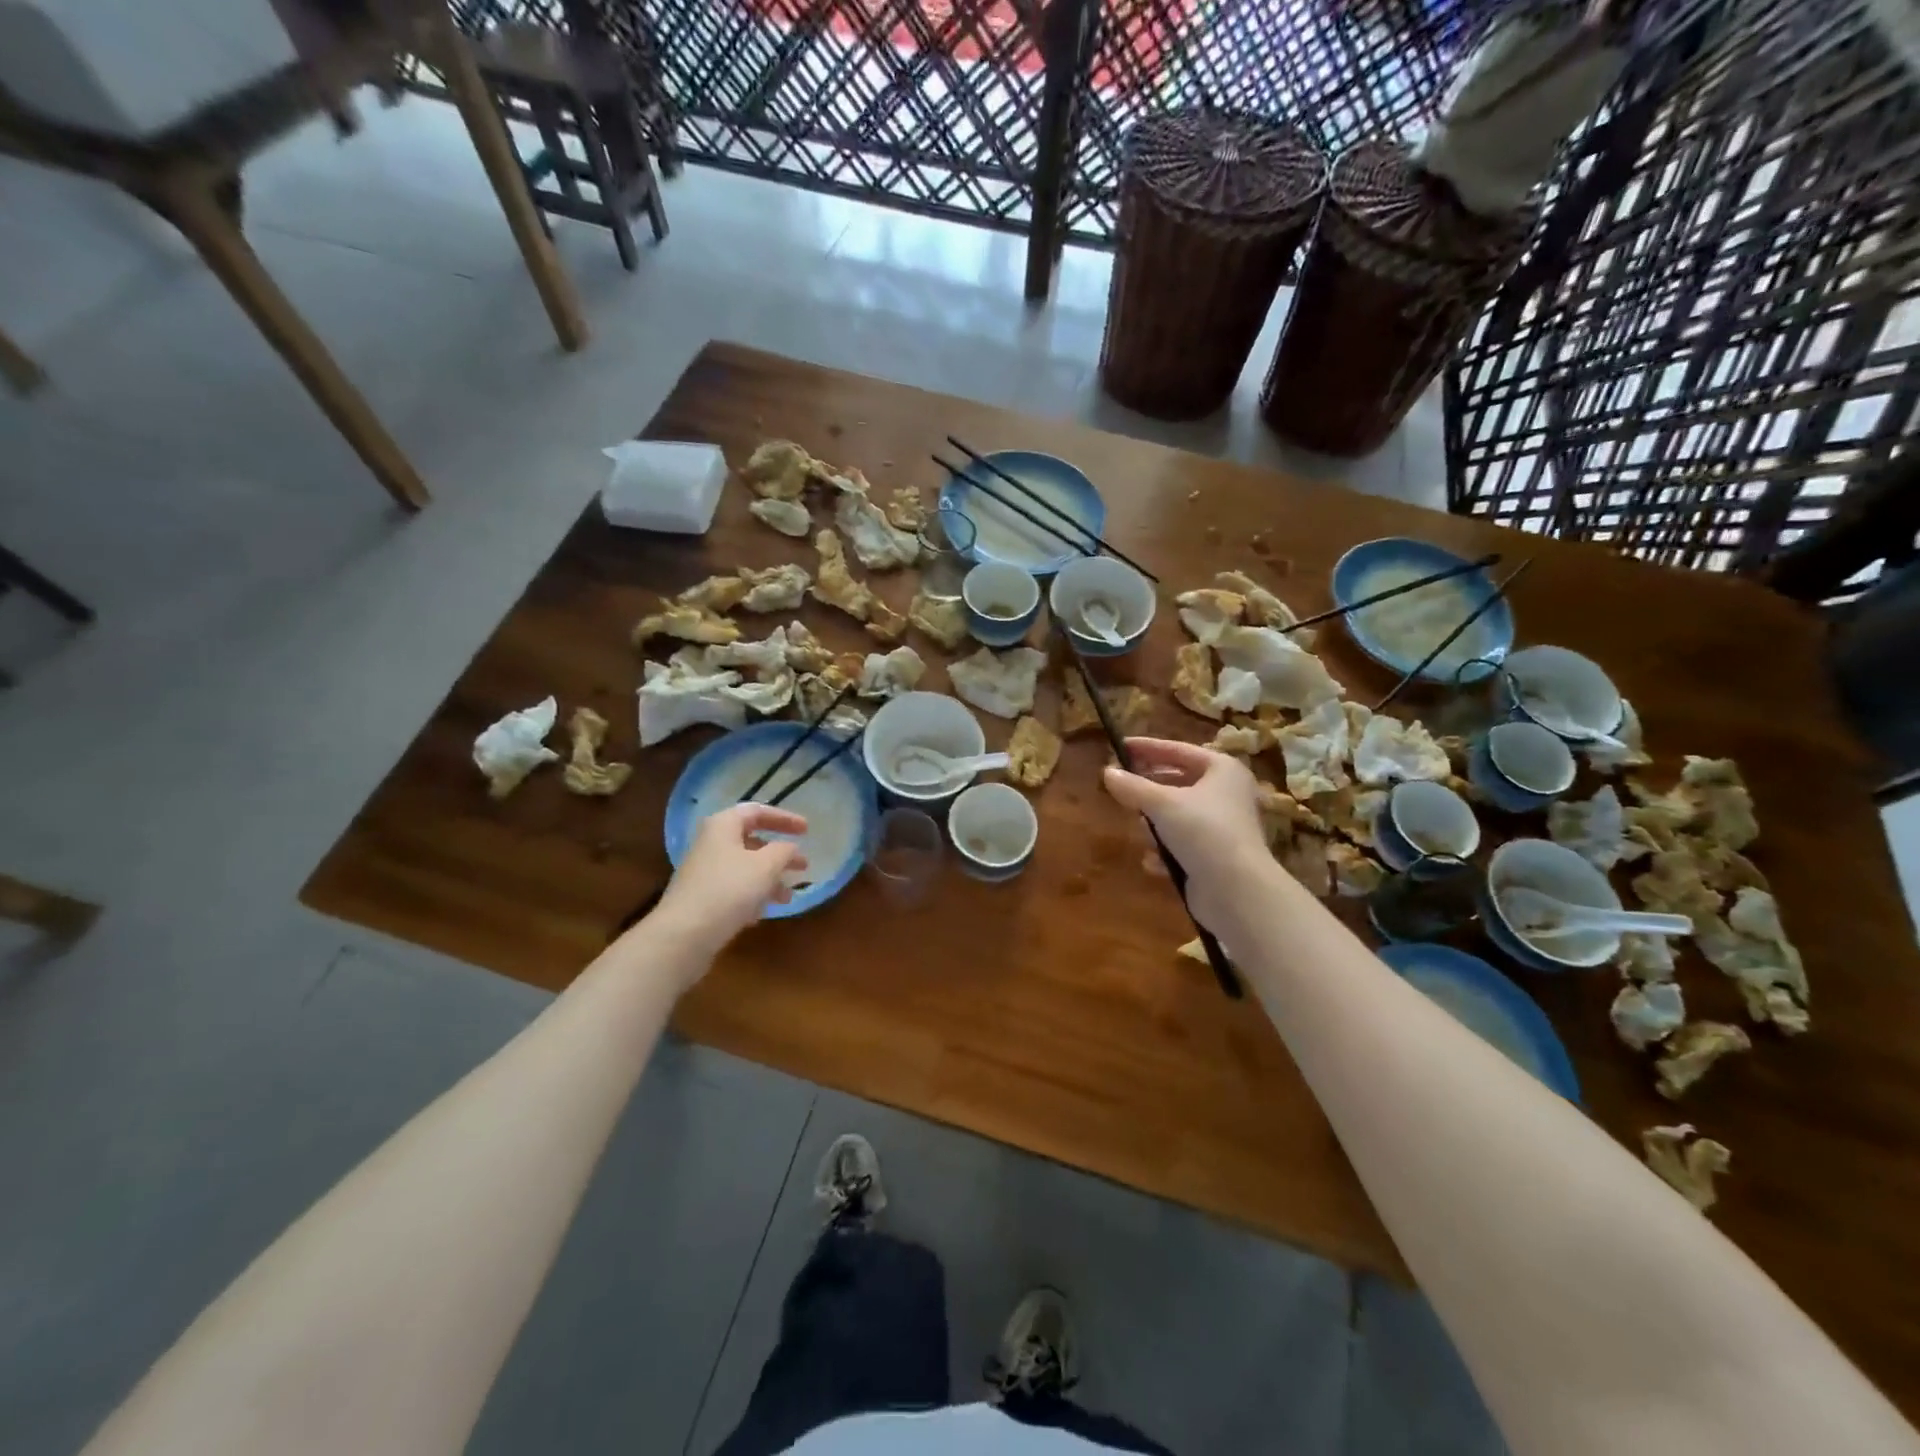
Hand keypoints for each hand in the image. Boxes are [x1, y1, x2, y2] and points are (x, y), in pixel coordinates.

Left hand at [648, 805, 809, 972]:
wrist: (684, 935)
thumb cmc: (729, 890)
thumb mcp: (766, 866)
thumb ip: (784, 851)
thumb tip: (790, 848)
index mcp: (723, 825)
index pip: (757, 811)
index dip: (784, 818)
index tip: (807, 830)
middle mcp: (711, 844)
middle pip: (752, 841)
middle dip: (780, 854)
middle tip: (803, 866)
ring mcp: (704, 872)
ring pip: (745, 868)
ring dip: (770, 879)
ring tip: (787, 897)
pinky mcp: (701, 898)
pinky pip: (734, 889)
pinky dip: (752, 896)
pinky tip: (762, 913)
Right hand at [1103, 739, 1270, 934]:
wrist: (1236, 891)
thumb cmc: (1203, 831)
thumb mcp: (1161, 804)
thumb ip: (1132, 786)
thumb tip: (1107, 772)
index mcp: (1222, 770)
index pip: (1179, 750)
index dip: (1148, 748)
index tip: (1120, 745)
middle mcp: (1227, 794)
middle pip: (1178, 783)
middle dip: (1149, 790)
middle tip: (1120, 787)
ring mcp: (1223, 827)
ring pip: (1178, 816)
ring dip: (1156, 824)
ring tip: (1140, 830)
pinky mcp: (1216, 857)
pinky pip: (1183, 845)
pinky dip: (1166, 850)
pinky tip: (1152, 861)